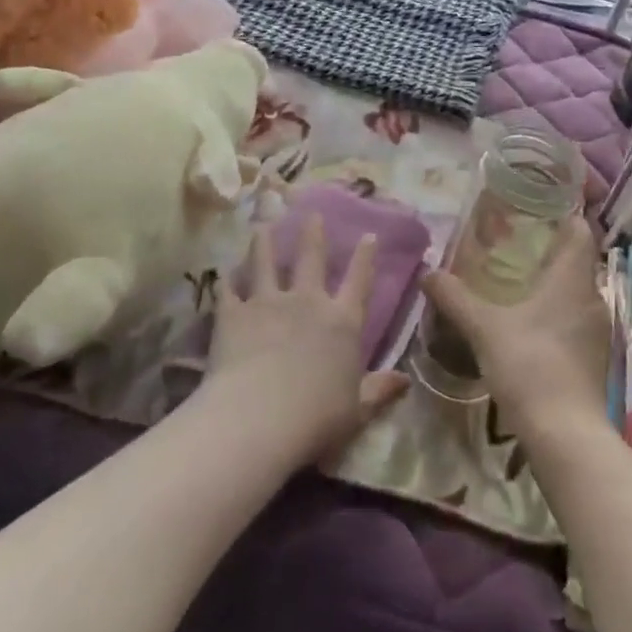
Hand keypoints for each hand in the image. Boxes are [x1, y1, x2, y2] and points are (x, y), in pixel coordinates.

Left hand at [203, 213, 408, 467]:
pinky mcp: (233, 314)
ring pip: (266, 263)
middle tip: (311, 212)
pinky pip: (229, 290)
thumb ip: (379, 390)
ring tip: (262, 226)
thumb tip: (407, 381)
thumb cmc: (317, 418)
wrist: (259, 419)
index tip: (369, 235)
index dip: (365, 257)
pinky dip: (227, 280)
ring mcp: (268, 303)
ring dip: (264, 243)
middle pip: (311, 258)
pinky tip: (224, 272)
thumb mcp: (357, 410)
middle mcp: (308, 302)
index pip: (359, 281)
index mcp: (343, 322)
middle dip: (313, 233)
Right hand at [421, 215, 608, 441]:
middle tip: (514, 241)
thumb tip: (427, 272)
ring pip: (575, 291)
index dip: (564, 214)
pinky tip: (528, 323)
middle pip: (577, 260)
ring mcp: (597, 330)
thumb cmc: (528, 365)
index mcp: (573, 278)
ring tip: (516, 280)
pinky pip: (575, 318)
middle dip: (549, 248)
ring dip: (552, 283)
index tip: (538, 207)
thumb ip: (455, 297)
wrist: (564, 434)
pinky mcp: (594, 357)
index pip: (581, 230)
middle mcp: (593, 297)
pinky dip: (555, 311)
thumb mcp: (483, 327)